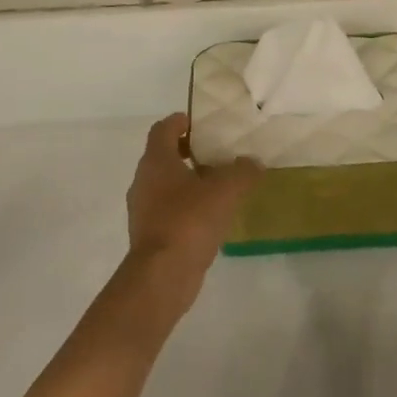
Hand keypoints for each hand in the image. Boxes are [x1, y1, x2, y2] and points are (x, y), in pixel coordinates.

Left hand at [122, 114, 261, 316]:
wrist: (162, 275)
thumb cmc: (189, 221)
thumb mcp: (225, 190)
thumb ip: (242, 171)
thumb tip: (254, 162)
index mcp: (156, 162)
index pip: (162, 129)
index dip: (180, 121)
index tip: (200, 123)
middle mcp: (143, 181)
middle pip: (163, 157)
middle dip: (188, 152)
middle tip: (217, 154)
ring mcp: (143, 210)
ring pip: (166, 186)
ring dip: (188, 182)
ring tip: (218, 187)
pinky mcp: (150, 235)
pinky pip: (169, 211)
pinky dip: (186, 208)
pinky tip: (210, 218)